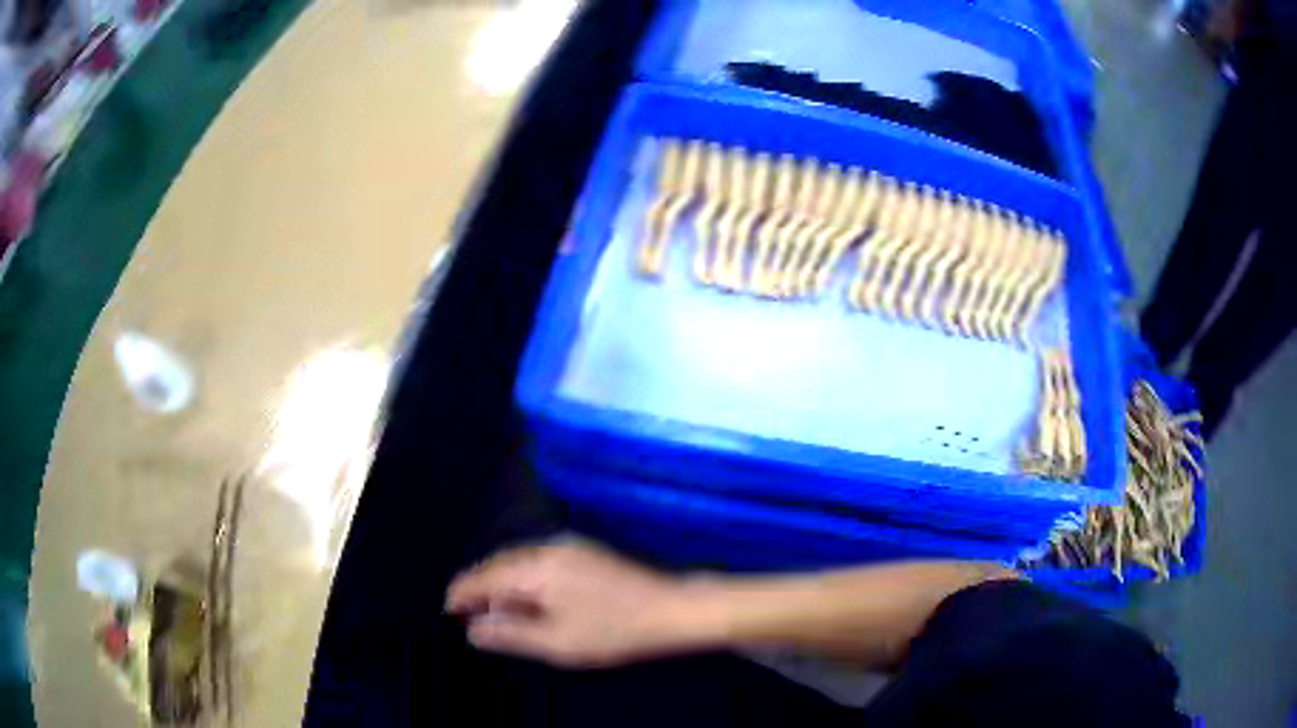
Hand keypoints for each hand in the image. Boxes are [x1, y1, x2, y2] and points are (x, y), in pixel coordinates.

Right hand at [445, 541, 710, 667]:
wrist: (670, 609)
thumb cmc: (612, 629)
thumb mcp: (556, 642)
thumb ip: (510, 635)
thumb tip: (473, 630)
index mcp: (535, 568)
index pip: (483, 577)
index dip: (461, 593)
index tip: (448, 610)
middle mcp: (546, 548)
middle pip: (498, 565)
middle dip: (480, 589)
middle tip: (472, 616)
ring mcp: (568, 547)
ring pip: (518, 562)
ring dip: (502, 584)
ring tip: (498, 613)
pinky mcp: (584, 552)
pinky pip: (538, 561)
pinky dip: (524, 580)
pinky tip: (530, 601)